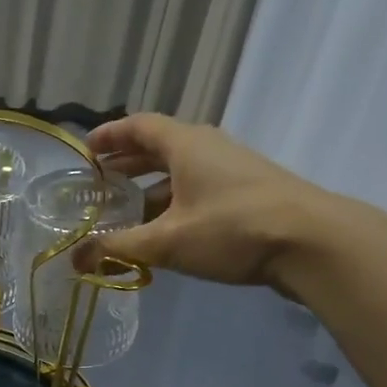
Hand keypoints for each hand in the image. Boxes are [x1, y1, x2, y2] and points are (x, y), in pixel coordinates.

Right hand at [73, 112, 335, 288]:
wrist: (312, 242)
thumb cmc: (232, 229)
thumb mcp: (166, 241)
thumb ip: (118, 247)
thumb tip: (75, 260)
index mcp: (185, 145)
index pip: (139, 126)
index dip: (109, 135)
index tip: (85, 151)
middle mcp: (207, 149)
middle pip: (157, 147)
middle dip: (125, 164)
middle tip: (97, 184)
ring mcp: (230, 170)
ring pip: (178, 172)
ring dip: (148, 188)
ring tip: (123, 212)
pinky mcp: (245, 194)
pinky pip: (195, 190)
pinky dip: (171, 203)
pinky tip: (161, 231)